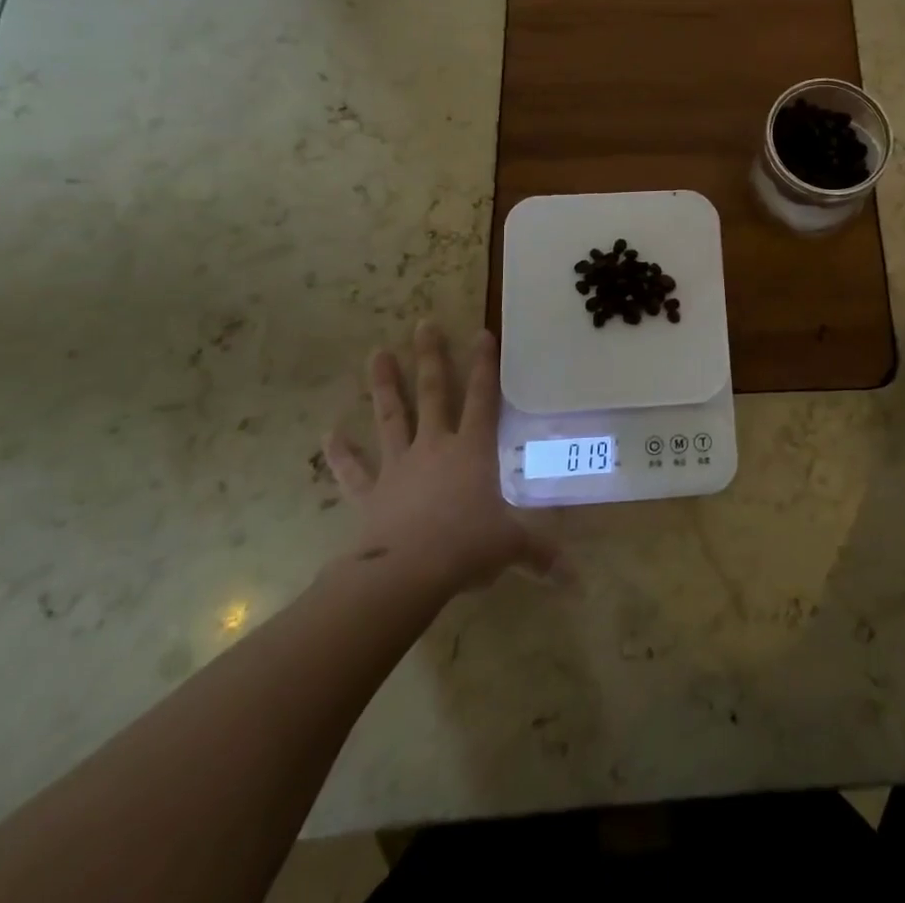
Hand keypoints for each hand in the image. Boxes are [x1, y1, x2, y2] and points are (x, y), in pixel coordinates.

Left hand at [323, 321, 558, 600]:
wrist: (405, 574)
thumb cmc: (466, 547)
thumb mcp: (511, 546)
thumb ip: (541, 554)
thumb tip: (576, 580)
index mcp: (473, 450)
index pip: (484, 397)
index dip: (485, 364)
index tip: (482, 332)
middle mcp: (435, 447)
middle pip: (435, 393)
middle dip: (431, 358)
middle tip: (423, 324)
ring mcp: (399, 466)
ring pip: (392, 416)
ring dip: (384, 385)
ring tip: (377, 353)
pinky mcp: (370, 493)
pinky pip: (354, 469)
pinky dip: (340, 453)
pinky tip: (328, 434)